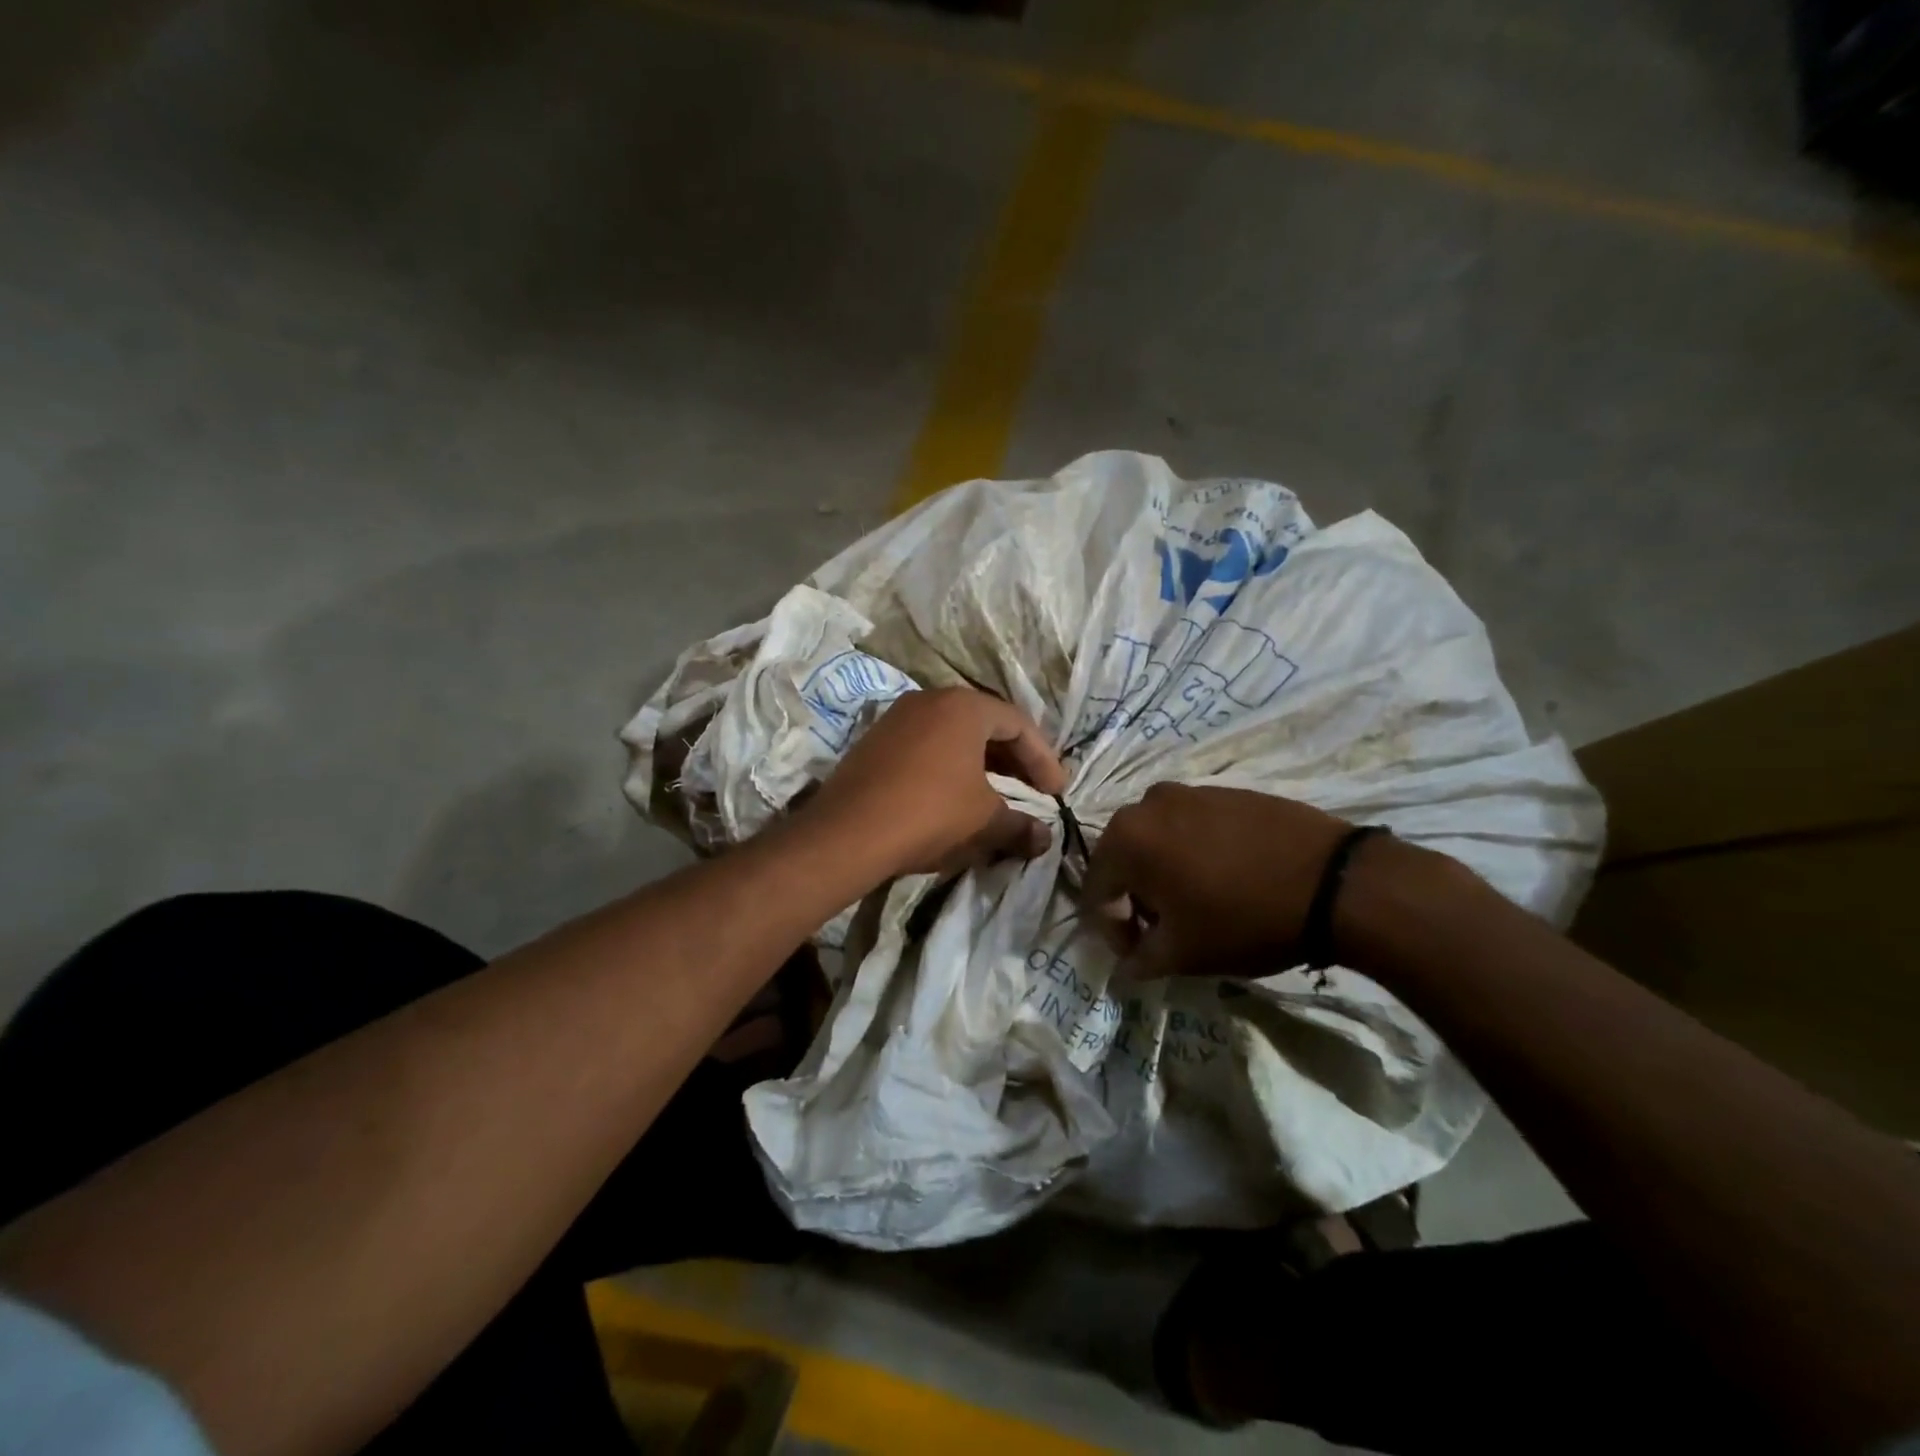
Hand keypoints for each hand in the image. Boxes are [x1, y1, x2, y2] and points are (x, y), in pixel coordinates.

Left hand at [802, 688, 1066, 879]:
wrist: (847, 833)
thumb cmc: (930, 813)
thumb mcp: (984, 820)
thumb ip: (1019, 826)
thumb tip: (1044, 839)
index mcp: (964, 706)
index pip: (1018, 725)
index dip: (1043, 759)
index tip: (1056, 793)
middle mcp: (930, 700)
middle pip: (985, 725)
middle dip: (1013, 761)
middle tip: (1032, 792)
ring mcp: (897, 718)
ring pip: (953, 736)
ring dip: (981, 766)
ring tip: (997, 797)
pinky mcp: (874, 742)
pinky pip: (925, 747)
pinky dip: (948, 768)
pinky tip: (954, 798)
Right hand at [1080, 783, 1356, 978]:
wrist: (1333, 882)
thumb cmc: (1243, 919)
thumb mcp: (1184, 952)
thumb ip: (1141, 959)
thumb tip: (1127, 966)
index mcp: (1126, 839)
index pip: (1096, 890)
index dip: (1111, 930)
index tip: (1139, 956)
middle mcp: (1147, 804)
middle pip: (1124, 859)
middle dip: (1136, 897)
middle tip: (1163, 931)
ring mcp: (1189, 791)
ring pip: (1158, 840)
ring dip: (1164, 873)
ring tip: (1196, 904)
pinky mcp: (1226, 791)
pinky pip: (1192, 826)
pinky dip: (1194, 853)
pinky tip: (1226, 879)